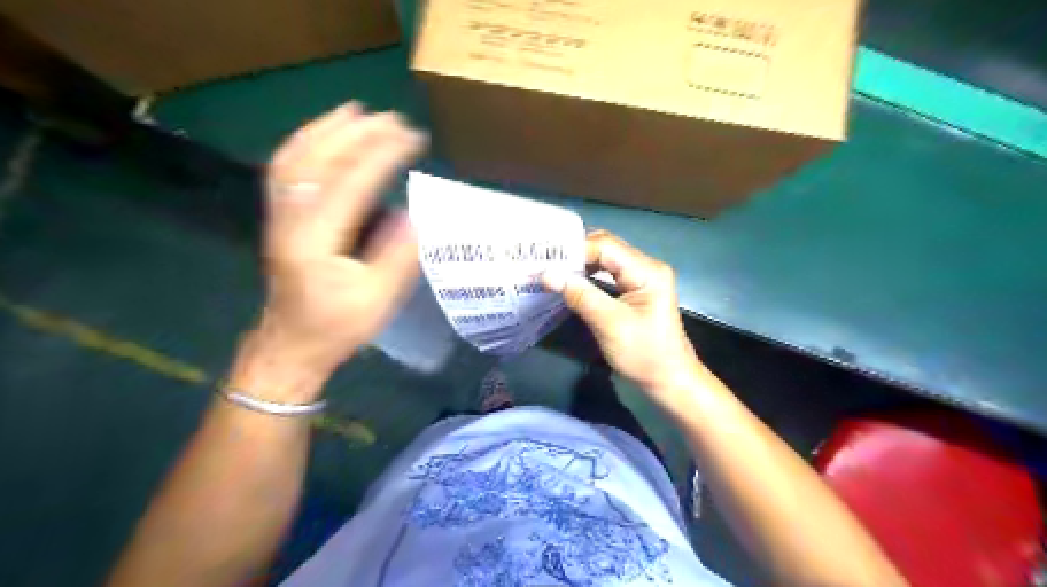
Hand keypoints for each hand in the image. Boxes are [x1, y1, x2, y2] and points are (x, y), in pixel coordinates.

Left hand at [244, 104, 425, 394]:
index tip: (414, 138)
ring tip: (358, 111)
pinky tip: (326, 135)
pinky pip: (287, 167)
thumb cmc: (337, 326)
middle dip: (357, 133)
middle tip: (393, 119)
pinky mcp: (279, 217)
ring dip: (327, 128)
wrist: (291, 345)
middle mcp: (291, 218)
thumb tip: (415, 215)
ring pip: (296, 157)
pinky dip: (307, 142)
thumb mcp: (378, 300)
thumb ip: (398, 256)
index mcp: (316, 240)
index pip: (351, 182)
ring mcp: (279, 215)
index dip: (383, 155)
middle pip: (319, 160)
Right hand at [541, 232, 701, 400]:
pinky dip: (588, 275)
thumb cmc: (644, 354)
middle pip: (606, 248)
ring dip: (580, 264)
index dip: (575, 250)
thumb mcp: (610, 324)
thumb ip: (580, 295)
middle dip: (575, 254)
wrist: (669, 381)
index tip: (546, 260)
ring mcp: (642, 278)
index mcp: (648, 271)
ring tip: (552, 270)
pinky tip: (570, 280)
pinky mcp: (635, 290)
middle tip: (545, 262)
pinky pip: (608, 273)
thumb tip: (546, 274)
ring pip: (605, 260)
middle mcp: (646, 267)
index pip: (606, 246)